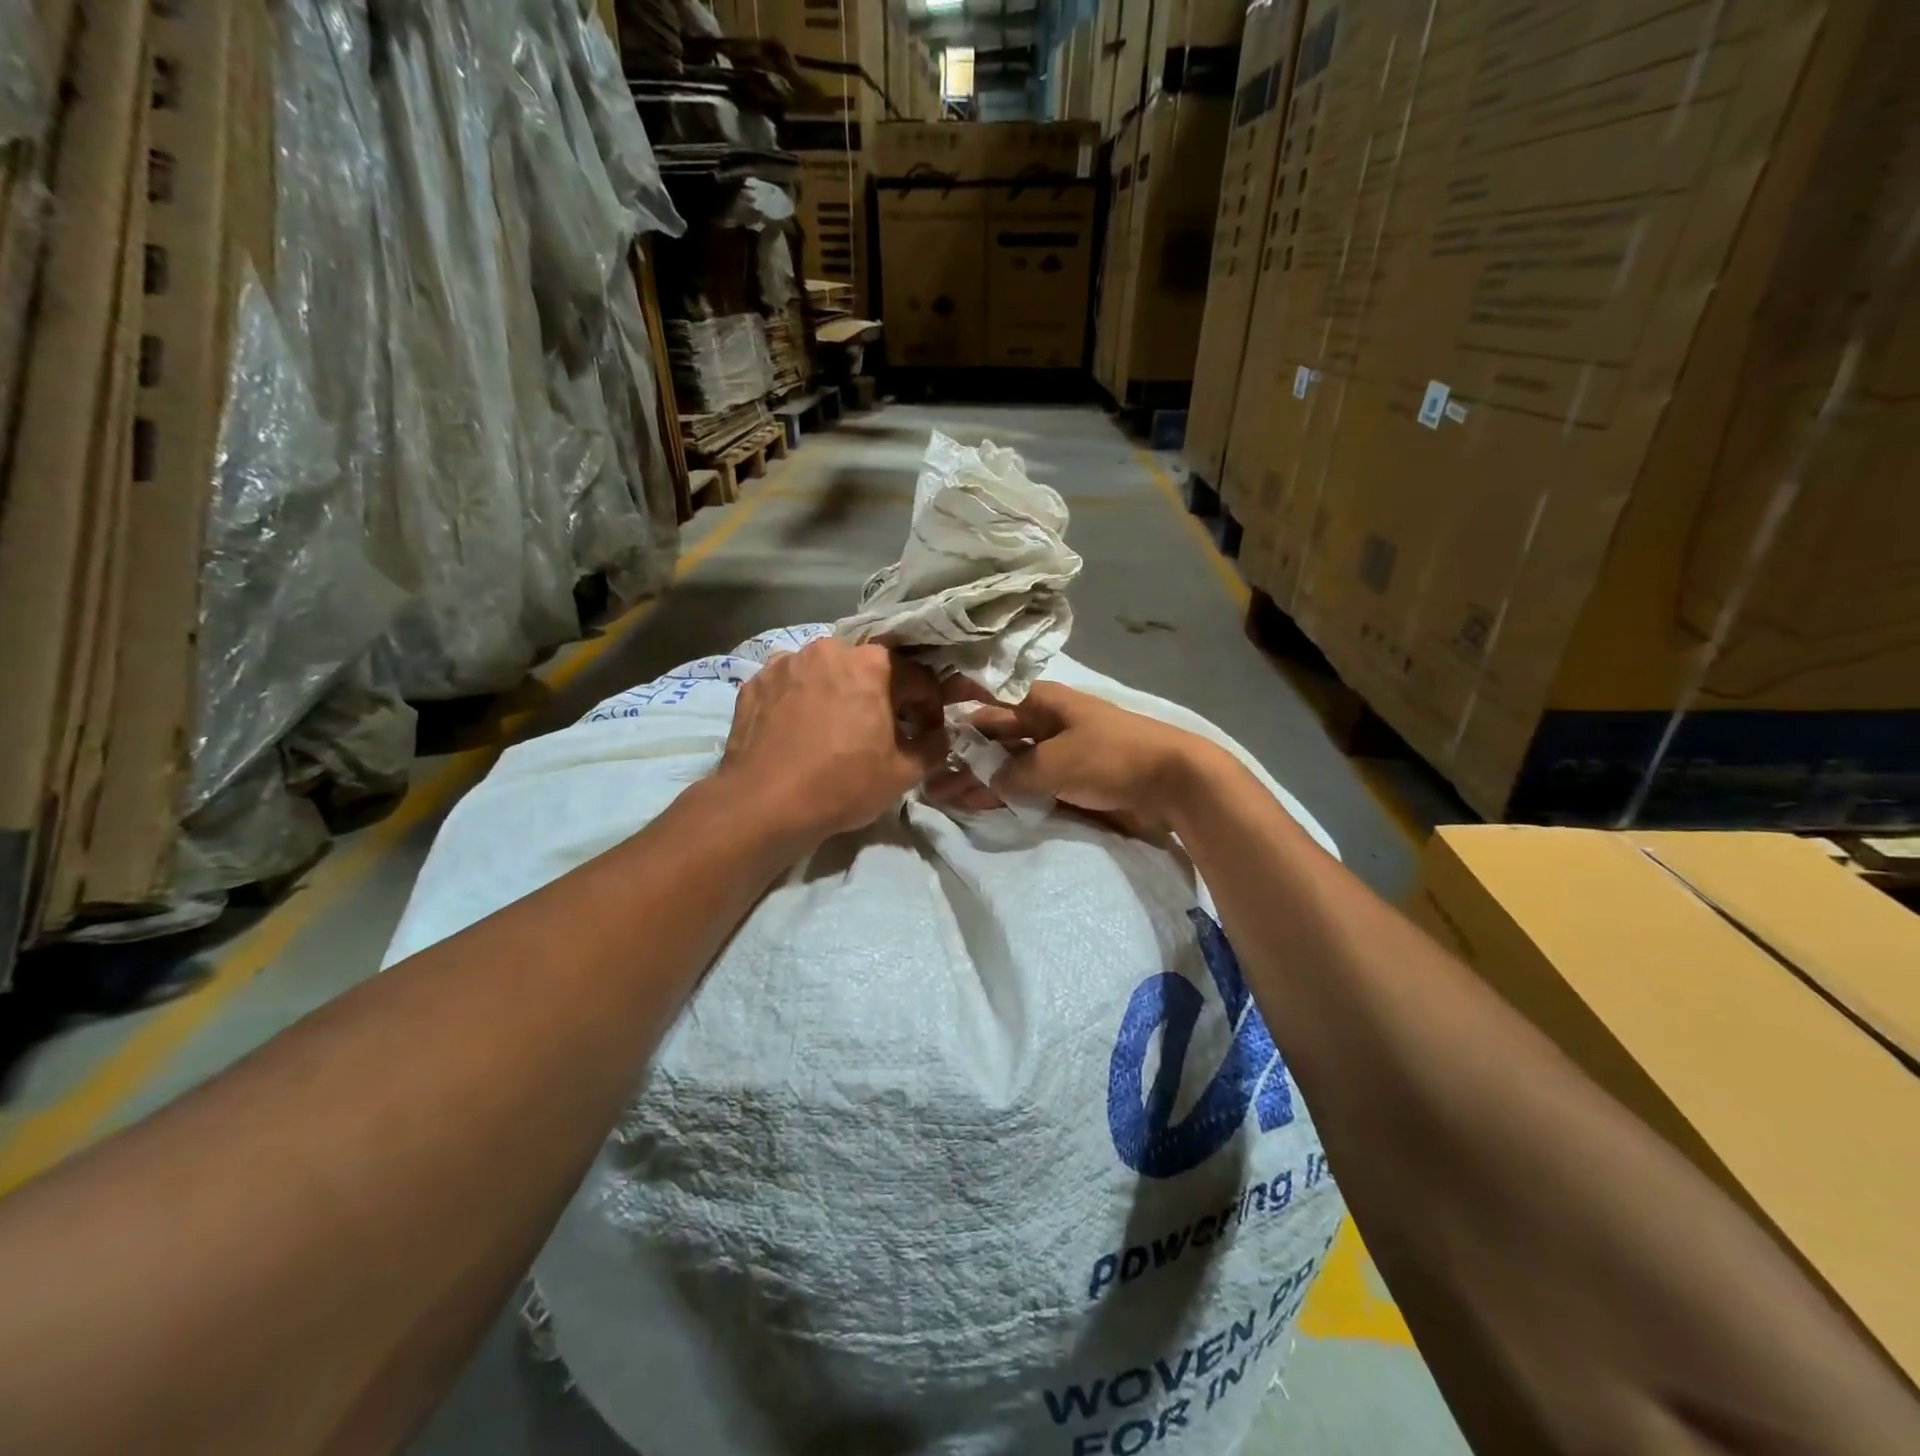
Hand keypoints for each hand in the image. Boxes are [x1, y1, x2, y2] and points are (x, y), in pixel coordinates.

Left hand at [718, 639, 948, 842]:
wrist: (763, 806)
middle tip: (881, 729)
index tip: (927, 732)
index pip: (916, 677)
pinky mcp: (753, 683)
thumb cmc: (842, 784)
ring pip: (824, 672)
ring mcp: (784, 663)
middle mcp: (827, 649)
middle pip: (866, 668)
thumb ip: (932, 747)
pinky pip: (789, 685)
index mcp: (870, 663)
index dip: (928, 707)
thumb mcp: (903, 773)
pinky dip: (800, 701)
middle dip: (880, 694)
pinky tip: (799, 731)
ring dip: (837, 693)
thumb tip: (939, 737)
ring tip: (835, 728)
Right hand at [925, 682, 1221, 834]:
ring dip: (976, 780)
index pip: (987, 700)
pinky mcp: (1066, 784)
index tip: (922, 724)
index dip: (955, 709)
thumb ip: (1012, 773)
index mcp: (1040, 703)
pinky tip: (975, 807)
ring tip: (939, 797)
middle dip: (959, 754)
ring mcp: (1054, 756)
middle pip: (992, 737)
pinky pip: (1025, 788)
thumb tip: (984, 781)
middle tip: (923, 776)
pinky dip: (1001, 796)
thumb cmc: (1109, 757)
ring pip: (1005, 765)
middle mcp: (1042, 725)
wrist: (1171, 784)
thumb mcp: (1053, 762)